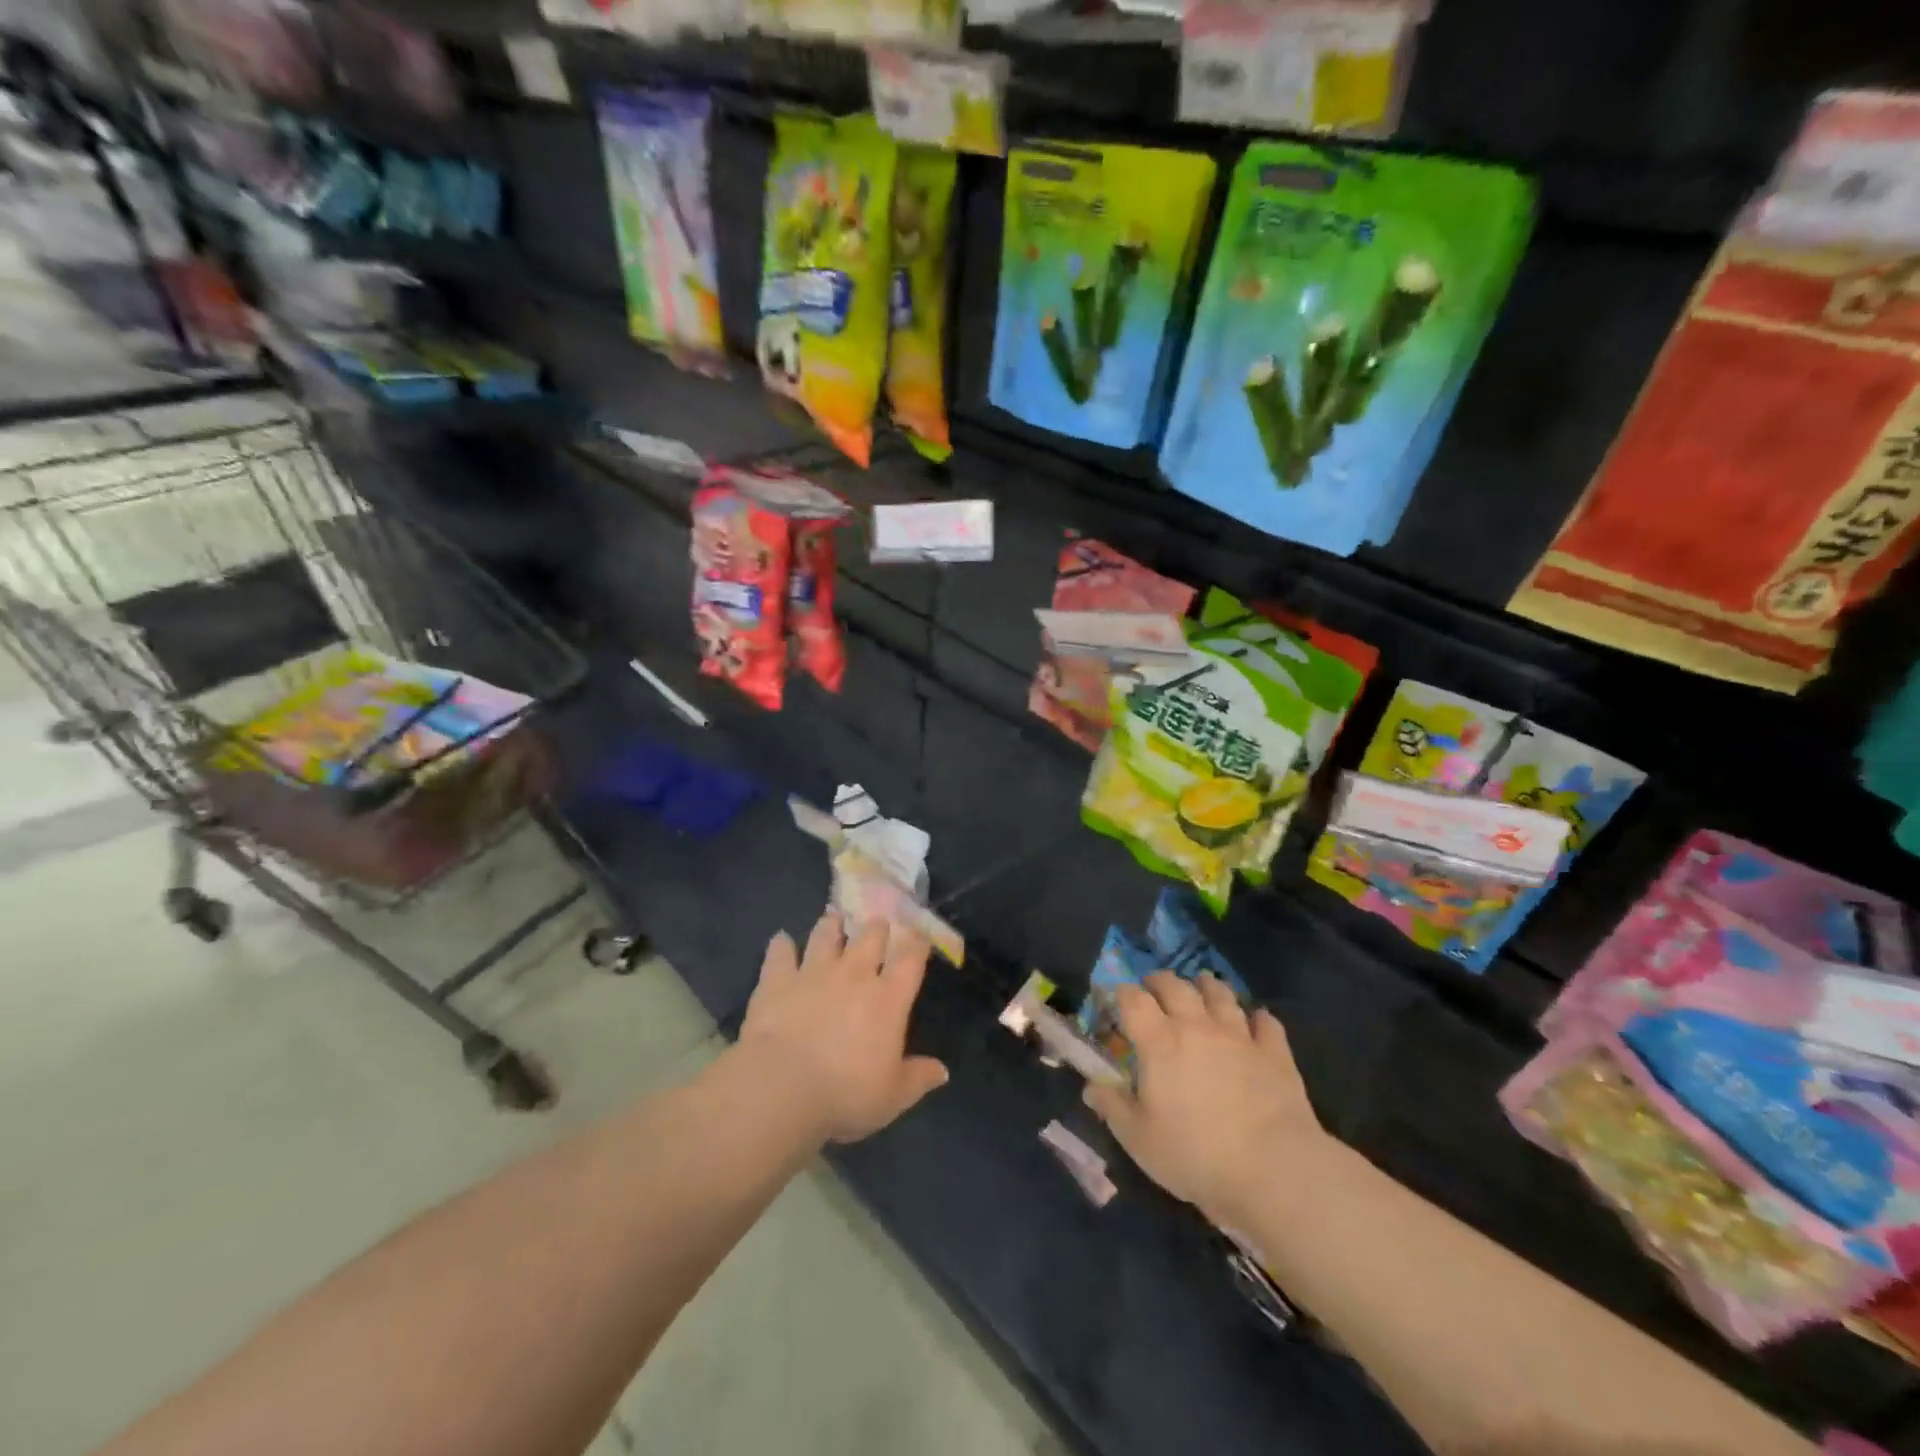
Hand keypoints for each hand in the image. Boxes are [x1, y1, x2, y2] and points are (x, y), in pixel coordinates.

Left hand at [738, 911, 948, 1143]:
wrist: (782, 1087)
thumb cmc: (845, 1094)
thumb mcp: (892, 1096)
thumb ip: (918, 1078)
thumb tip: (943, 1071)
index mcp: (888, 999)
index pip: (910, 960)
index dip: (917, 943)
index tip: (919, 934)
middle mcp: (854, 975)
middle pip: (870, 937)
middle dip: (876, 927)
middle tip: (877, 923)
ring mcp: (814, 972)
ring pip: (826, 935)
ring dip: (832, 925)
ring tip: (833, 918)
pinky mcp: (778, 979)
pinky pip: (780, 952)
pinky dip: (781, 944)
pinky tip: (781, 940)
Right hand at [1084, 971, 1325, 1225]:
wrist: (1273, 1170)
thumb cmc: (1195, 1154)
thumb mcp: (1139, 1139)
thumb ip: (1112, 1107)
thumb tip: (1090, 1087)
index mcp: (1159, 1042)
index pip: (1133, 999)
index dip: (1122, 994)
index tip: (1116, 1000)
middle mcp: (1197, 1027)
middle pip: (1175, 986)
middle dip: (1160, 981)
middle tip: (1154, 987)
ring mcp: (1239, 1036)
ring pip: (1220, 995)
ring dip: (1207, 986)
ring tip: (1201, 986)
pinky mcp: (1275, 1053)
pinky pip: (1266, 1022)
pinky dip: (1258, 1017)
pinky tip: (1256, 1020)